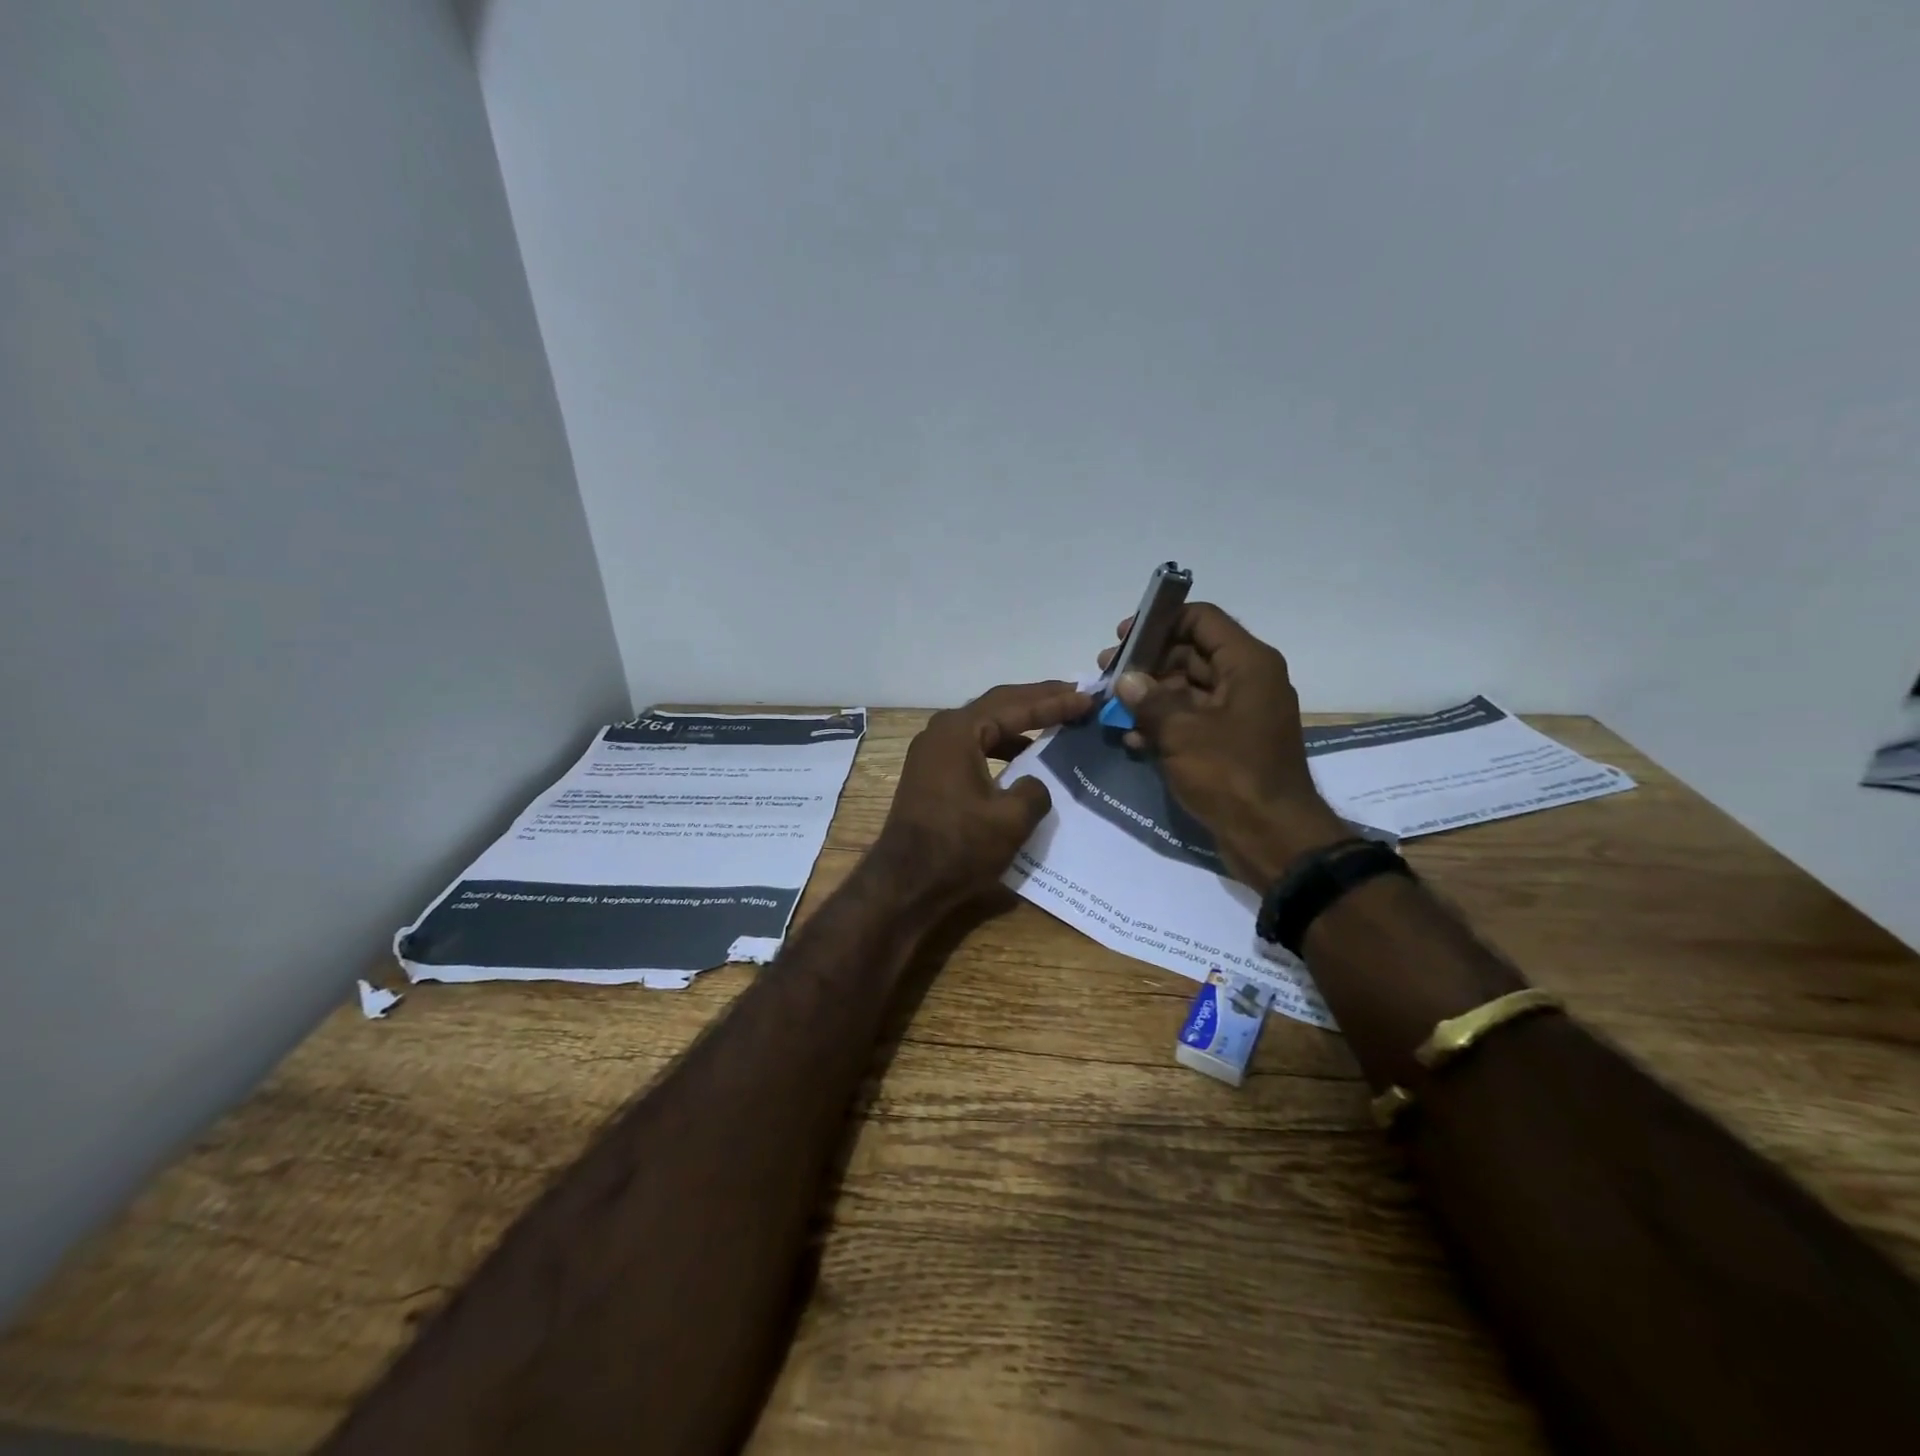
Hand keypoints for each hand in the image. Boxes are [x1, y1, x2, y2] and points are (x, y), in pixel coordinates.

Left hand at [872, 681, 1093, 910]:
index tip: (1088, 698)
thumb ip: (1035, 790)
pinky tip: (1024, 758)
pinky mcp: (932, 774)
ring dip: (1020, 723)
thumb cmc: (958, 846)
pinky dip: (1002, 746)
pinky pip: (974, 747)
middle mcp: (942, 731)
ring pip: (985, 725)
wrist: (905, 883)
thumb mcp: (1011, 819)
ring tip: (1055, 720)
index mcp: (959, 731)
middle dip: (1038, 700)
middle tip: (1075, 695)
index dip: (1055, 702)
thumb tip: (1034, 783)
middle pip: (998, 705)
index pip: (1016, 706)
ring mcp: (933, 752)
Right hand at [1098, 604, 1346, 886]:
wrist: (1273, 838)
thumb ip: (1149, 700)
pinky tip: (1132, 739)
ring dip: (1150, 696)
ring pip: (1188, 688)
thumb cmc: (1231, 775)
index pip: (1202, 619)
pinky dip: (1164, 724)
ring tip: (1112, 709)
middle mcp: (1248, 680)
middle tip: (1107, 675)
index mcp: (1248, 664)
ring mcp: (1240, 714)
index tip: (1123, 638)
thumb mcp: (1182, 733)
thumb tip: (1126, 679)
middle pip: (1192, 653)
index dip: (1161, 622)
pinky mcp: (1230, 743)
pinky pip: (1193, 720)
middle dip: (1148, 662)